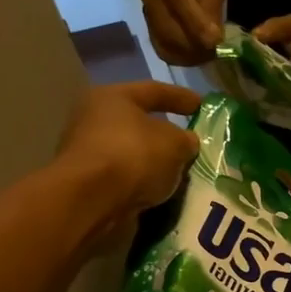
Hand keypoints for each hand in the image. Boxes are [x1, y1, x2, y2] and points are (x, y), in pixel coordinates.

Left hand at [57, 81, 202, 220]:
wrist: (91, 200)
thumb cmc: (133, 155)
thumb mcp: (174, 143)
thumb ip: (185, 140)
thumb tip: (186, 142)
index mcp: (113, 98)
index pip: (154, 91)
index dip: (181, 97)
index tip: (203, 106)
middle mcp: (93, 119)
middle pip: (138, 124)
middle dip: (165, 135)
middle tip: (191, 145)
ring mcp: (87, 153)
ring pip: (132, 154)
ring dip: (155, 164)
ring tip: (181, 175)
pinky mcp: (87, 184)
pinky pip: (125, 179)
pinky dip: (143, 184)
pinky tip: (163, 193)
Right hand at [141, 0, 227, 65]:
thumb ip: (212, 3)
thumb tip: (212, 38)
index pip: (180, 6)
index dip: (198, 28)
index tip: (217, 43)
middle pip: (170, 32)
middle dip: (196, 47)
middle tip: (218, 52)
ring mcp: (146, 11)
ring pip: (166, 45)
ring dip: (190, 56)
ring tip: (210, 54)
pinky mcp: (149, 24)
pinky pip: (162, 49)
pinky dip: (180, 57)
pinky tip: (197, 54)